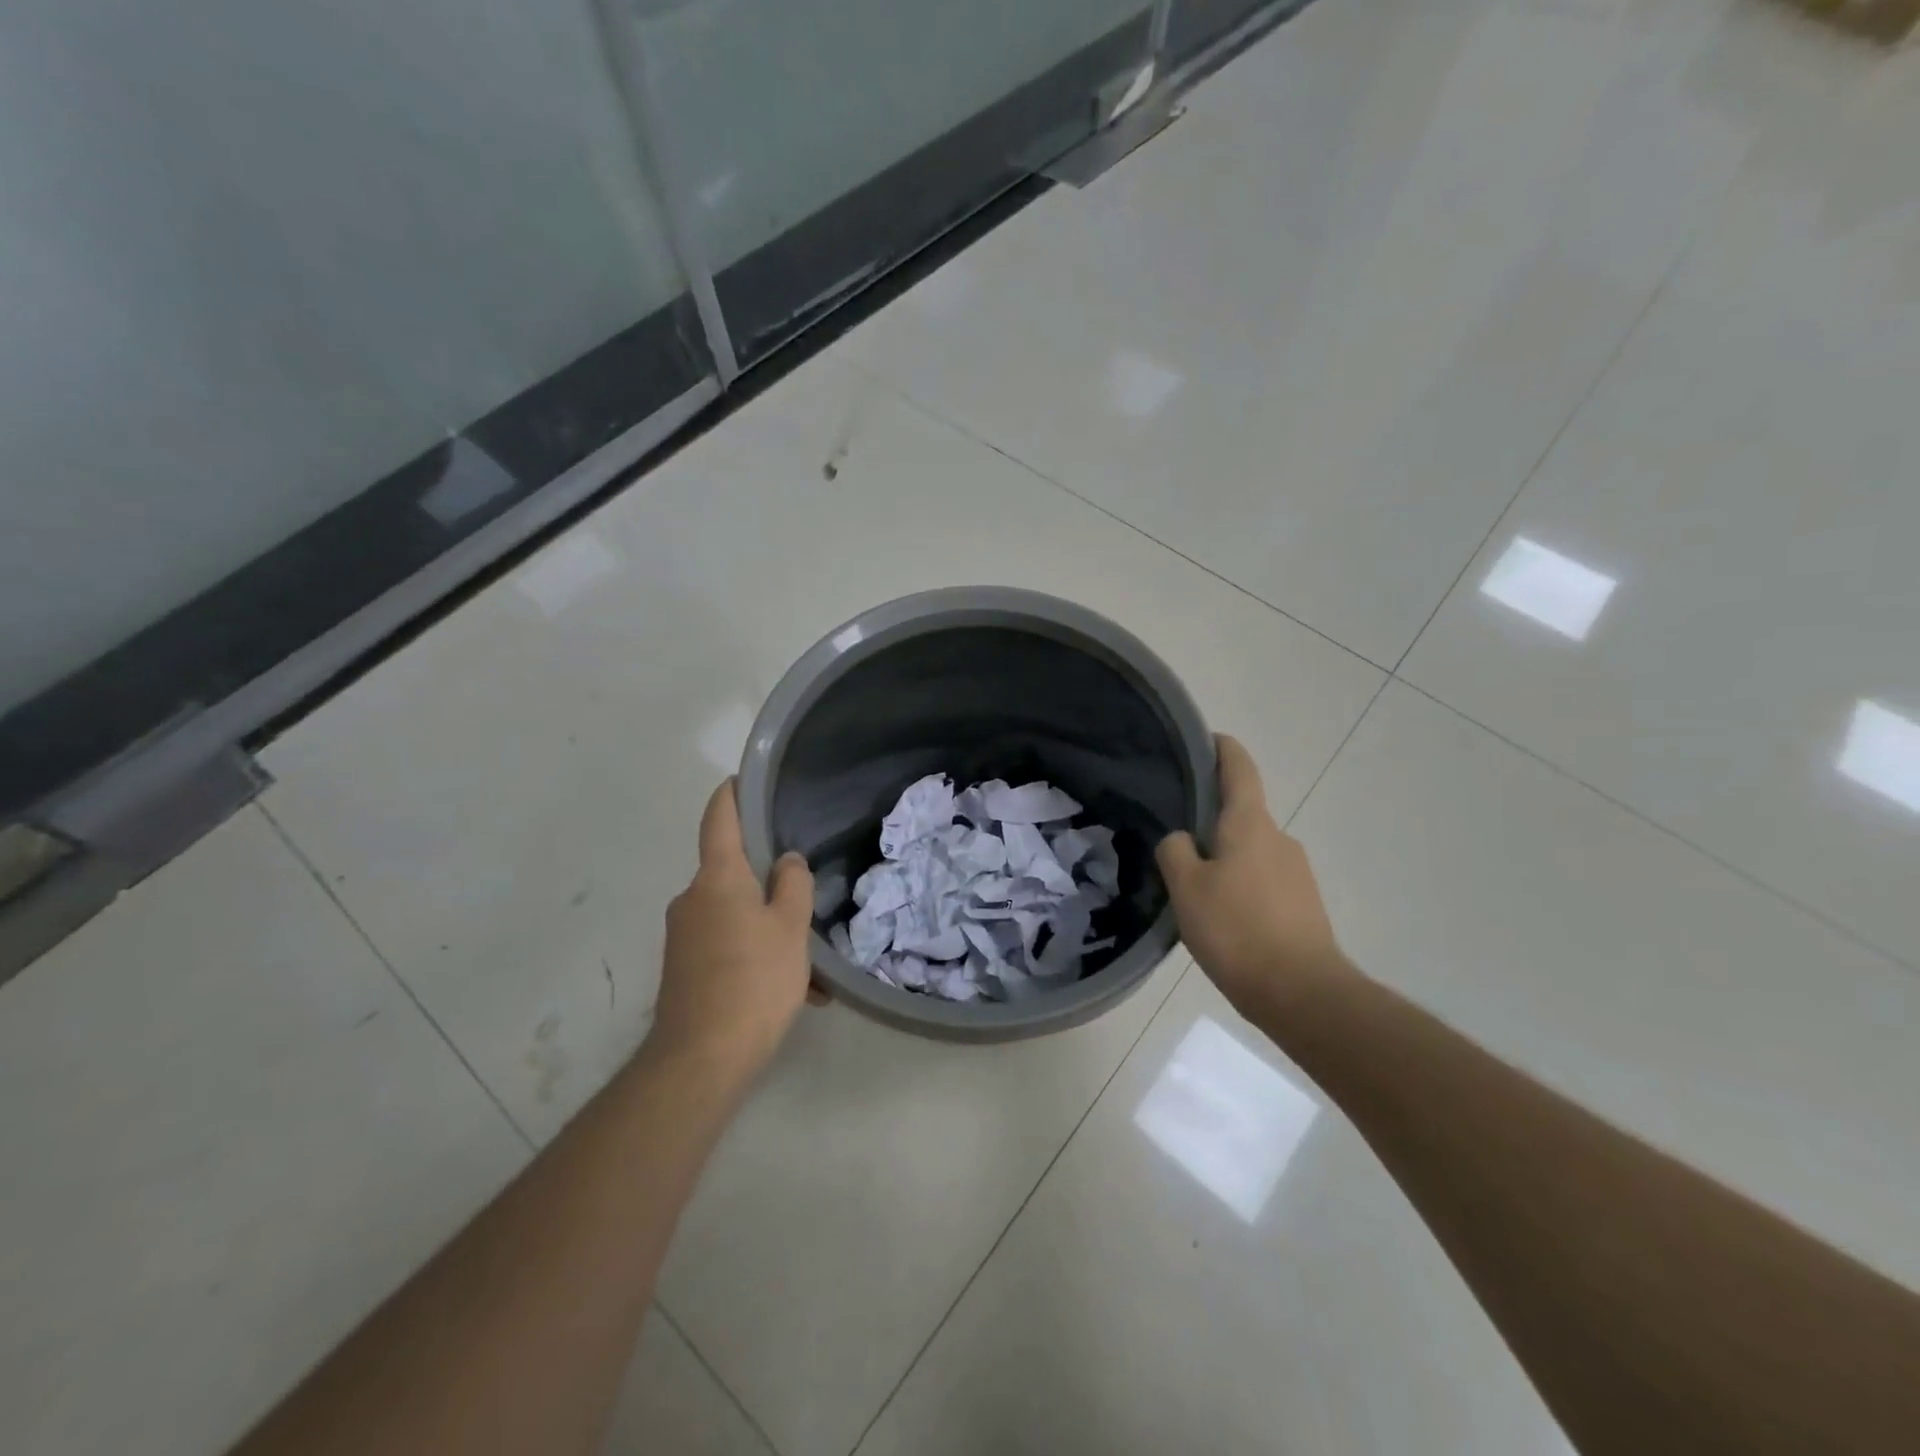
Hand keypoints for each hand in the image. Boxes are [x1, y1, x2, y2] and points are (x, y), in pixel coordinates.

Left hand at [650, 780, 815, 1081]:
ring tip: (813, 968)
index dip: (732, 794)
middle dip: (769, 883)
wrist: (701, 1059)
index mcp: (717, 879)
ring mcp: (684, 935)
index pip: (719, 819)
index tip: (743, 779)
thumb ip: (792, 886)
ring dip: (772, 930)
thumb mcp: (790, 929)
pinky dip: (758, 957)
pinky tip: (795, 992)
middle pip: (733, 872)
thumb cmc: (753, 980)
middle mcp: (692, 899)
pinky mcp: (684, 968)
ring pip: (736, 916)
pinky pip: (728, 947)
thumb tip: (785, 861)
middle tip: (807, 896)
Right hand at [1156, 735, 1353, 1019]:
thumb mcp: (1186, 888)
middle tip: (1173, 839)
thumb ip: (1175, 851)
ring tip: (1192, 888)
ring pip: (1250, 851)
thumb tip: (1181, 840)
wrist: (1303, 993)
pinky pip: (1262, 881)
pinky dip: (1240, 886)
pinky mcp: (1303, 904)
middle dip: (1209, 820)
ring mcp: (1296, 872)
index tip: (1203, 739)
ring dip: (1223, 859)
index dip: (1221, 748)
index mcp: (1250, 824)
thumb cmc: (1237, 930)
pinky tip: (1221, 918)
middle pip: (1241, 814)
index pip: (1239, 768)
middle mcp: (1279, 838)